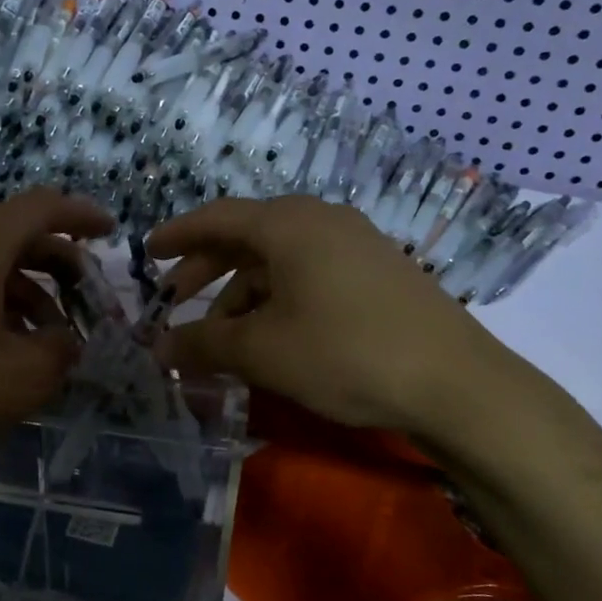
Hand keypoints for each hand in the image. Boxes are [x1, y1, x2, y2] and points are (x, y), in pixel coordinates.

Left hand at [0, 189, 112, 476]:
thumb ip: (62, 348)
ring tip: (48, 339)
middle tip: (86, 300)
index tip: (111, 234)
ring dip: (25, 292)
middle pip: (13, 235)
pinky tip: (2, 348)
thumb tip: (64, 339)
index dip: (81, 216)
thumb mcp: (25, 376)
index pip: (40, 207)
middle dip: (57, 264)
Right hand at [148, 196, 540, 448]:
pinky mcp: (377, 273)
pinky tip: (270, 336)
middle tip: (173, 300)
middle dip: (205, 270)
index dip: (177, 235)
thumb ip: (202, 344)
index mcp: (288, 224)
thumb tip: (158, 348)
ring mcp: (355, 245)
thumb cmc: (344, 353)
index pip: (216, 218)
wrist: (455, 382)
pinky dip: (277, 299)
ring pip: (279, 261)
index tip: (146, 252)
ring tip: (221, 336)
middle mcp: (321, 221)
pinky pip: (308, 275)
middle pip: (247, 237)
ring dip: (241, 293)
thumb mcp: (261, 351)